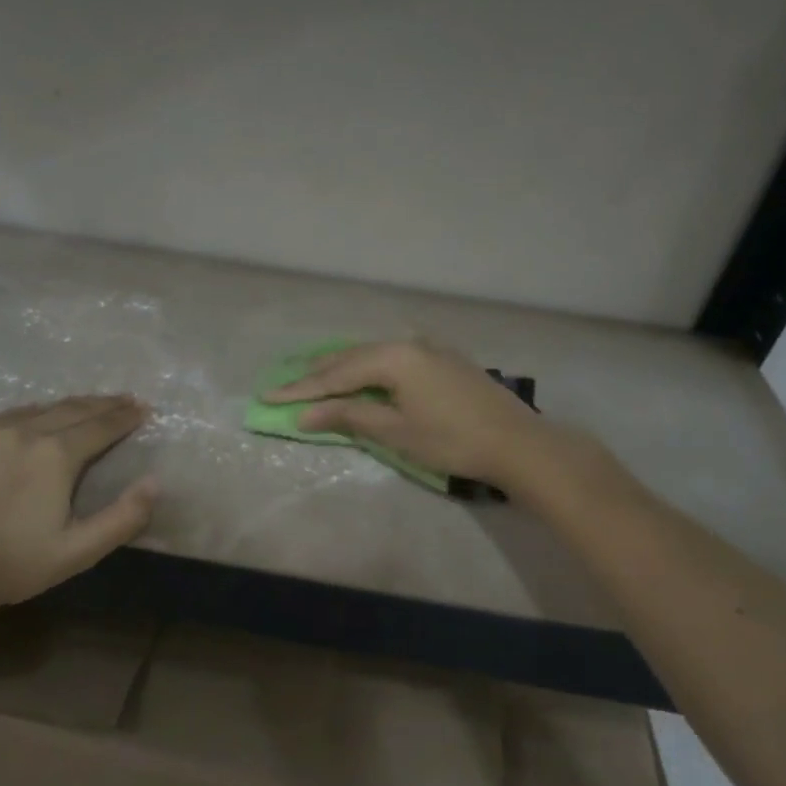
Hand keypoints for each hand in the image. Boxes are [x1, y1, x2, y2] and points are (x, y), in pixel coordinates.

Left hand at [0, 397, 155, 610]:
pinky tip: (29, 422)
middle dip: (101, 404)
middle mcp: (22, 431)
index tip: (143, 408)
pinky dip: (25, 416)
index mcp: (55, 455)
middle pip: (71, 409)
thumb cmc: (15, 565)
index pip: (101, 426)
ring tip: (82, 408)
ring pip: (34, 410)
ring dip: (65, 408)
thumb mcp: (79, 551)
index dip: (125, 417)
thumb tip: (156, 482)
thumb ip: (123, 517)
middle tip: (123, 399)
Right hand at [262, 339, 579, 494]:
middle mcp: (407, 342)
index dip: (301, 389)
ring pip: (373, 354)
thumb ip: (349, 415)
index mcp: (393, 357)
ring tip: (314, 376)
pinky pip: (393, 357)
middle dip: (317, 374)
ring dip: (343, 368)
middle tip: (284, 385)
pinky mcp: (443, 358)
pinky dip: (369, 367)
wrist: (517, 443)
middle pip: (351, 357)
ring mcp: (428, 347)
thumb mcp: (396, 431)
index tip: (267, 396)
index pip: (335, 375)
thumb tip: (305, 413)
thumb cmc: (452, 440)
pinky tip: (362, 371)